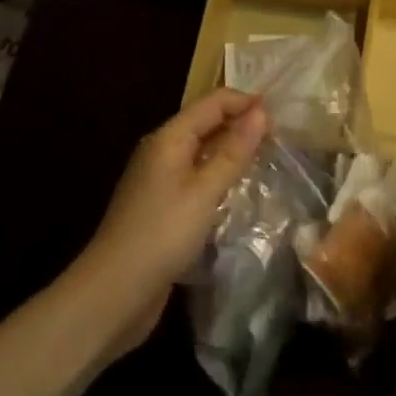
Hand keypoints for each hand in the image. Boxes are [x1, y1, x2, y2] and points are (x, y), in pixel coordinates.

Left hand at [71, 89, 266, 359]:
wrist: (113, 294)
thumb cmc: (162, 234)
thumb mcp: (205, 190)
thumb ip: (234, 150)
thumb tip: (261, 112)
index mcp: (169, 138)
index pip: (213, 102)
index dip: (246, 103)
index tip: (282, 117)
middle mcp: (162, 150)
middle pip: (207, 122)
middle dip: (242, 124)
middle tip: (281, 138)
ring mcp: (160, 179)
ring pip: (203, 150)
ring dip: (233, 150)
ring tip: (268, 159)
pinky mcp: (162, 205)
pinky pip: (197, 176)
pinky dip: (220, 175)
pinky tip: (239, 190)